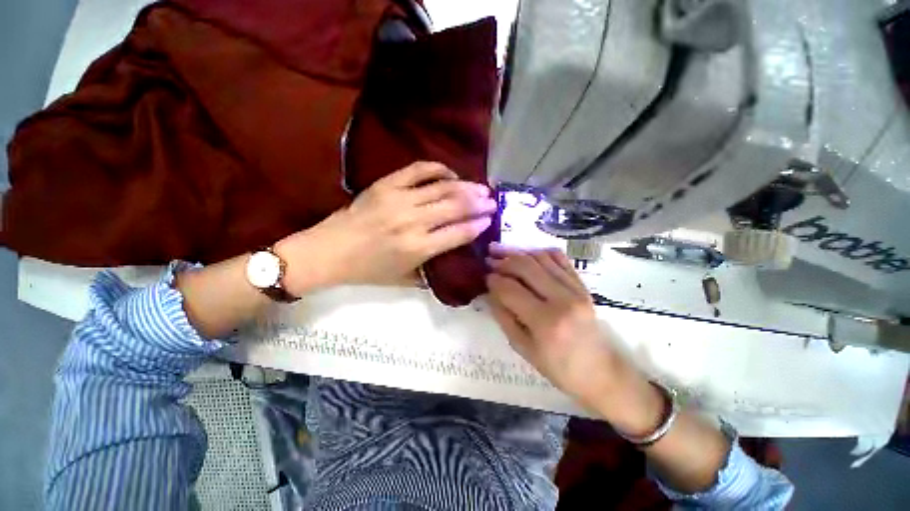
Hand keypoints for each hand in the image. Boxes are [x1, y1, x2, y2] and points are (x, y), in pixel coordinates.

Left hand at [277, 162, 495, 292]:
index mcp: (418, 248)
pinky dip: (438, 169)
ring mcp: (399, 199)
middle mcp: (413, 222)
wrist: (329, 251)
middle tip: (492, 201)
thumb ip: (432, 270)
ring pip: (442, 188)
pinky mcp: (386, 184)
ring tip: (481, 187)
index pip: (458, 234)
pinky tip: (450, 174)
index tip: (490, 220)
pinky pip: (419, 170)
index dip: (477, 225)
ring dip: (465, 187)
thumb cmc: (368, 270)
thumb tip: (453, 255)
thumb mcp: (404, 279)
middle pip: (455, 208)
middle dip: (478, 204)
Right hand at [486, 244, 663, 433]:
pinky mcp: (582, 285)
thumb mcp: (524, 349)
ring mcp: (575, 289)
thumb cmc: (559, 369)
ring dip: (518, 252)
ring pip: (541, 258)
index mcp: (545, 322)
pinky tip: (528, 253)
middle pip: (526, 267)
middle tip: (489, 259)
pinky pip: (560, 259)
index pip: (511, 290)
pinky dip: (540, 252)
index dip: (494, 281)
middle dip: (503, 260)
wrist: (601, 372)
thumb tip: (490, 293)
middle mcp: (562, 299)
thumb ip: (504, 317)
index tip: (485, 277)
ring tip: (502, 251)